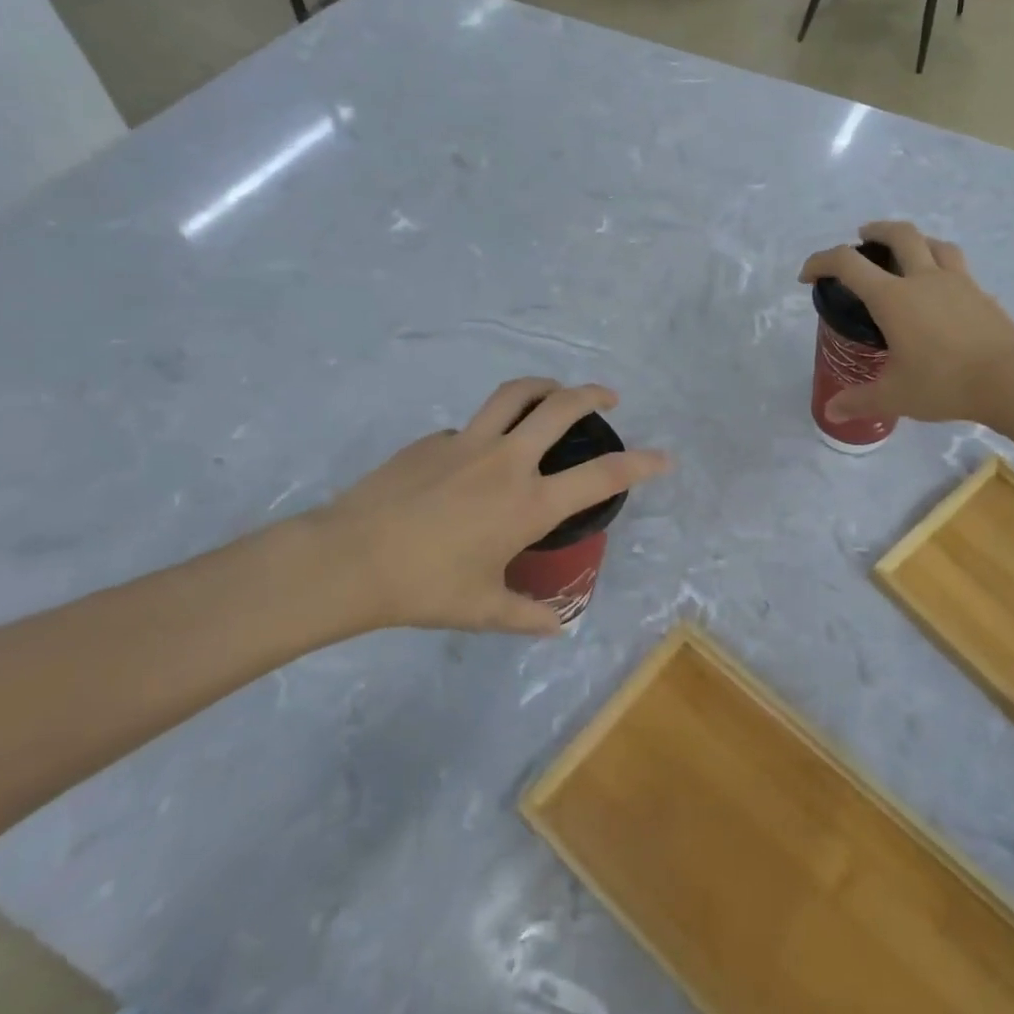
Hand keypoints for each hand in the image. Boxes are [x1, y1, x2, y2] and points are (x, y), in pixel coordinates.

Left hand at [298, 380, 670, 640]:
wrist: (349, 560)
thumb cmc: (424, 588)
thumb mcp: (483, 609)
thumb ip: (527, 616)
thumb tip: (558, 628)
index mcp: (529, 503)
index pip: (602, 475)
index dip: (642, 463)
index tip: (665, 458)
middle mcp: (507, 461)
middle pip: (561, 407)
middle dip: (593, 395)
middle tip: (608, 398)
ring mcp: (468, 442)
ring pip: (516, 394)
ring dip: (545, 386)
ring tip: (556, 390)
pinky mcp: (434, 440)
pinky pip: (472, 426)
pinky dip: (489, 429)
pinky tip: (478, 455)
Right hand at [799, 221, 1013, 423]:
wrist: (1011, 381)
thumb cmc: (943, 383)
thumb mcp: (894, 396)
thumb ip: (859, 400)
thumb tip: (832, 412)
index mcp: (893, 298)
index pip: (848, 264)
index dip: (821, 262)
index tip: (808, 276)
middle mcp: (924, 279)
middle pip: (899, 234)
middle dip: (875, 231)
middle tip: (862, 238)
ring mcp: (958, 282)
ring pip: (934, 243)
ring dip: (914, 240)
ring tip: (906, 253)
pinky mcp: (982, 295)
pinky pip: (958, 267)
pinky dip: (941, 266)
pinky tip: (941, 289)